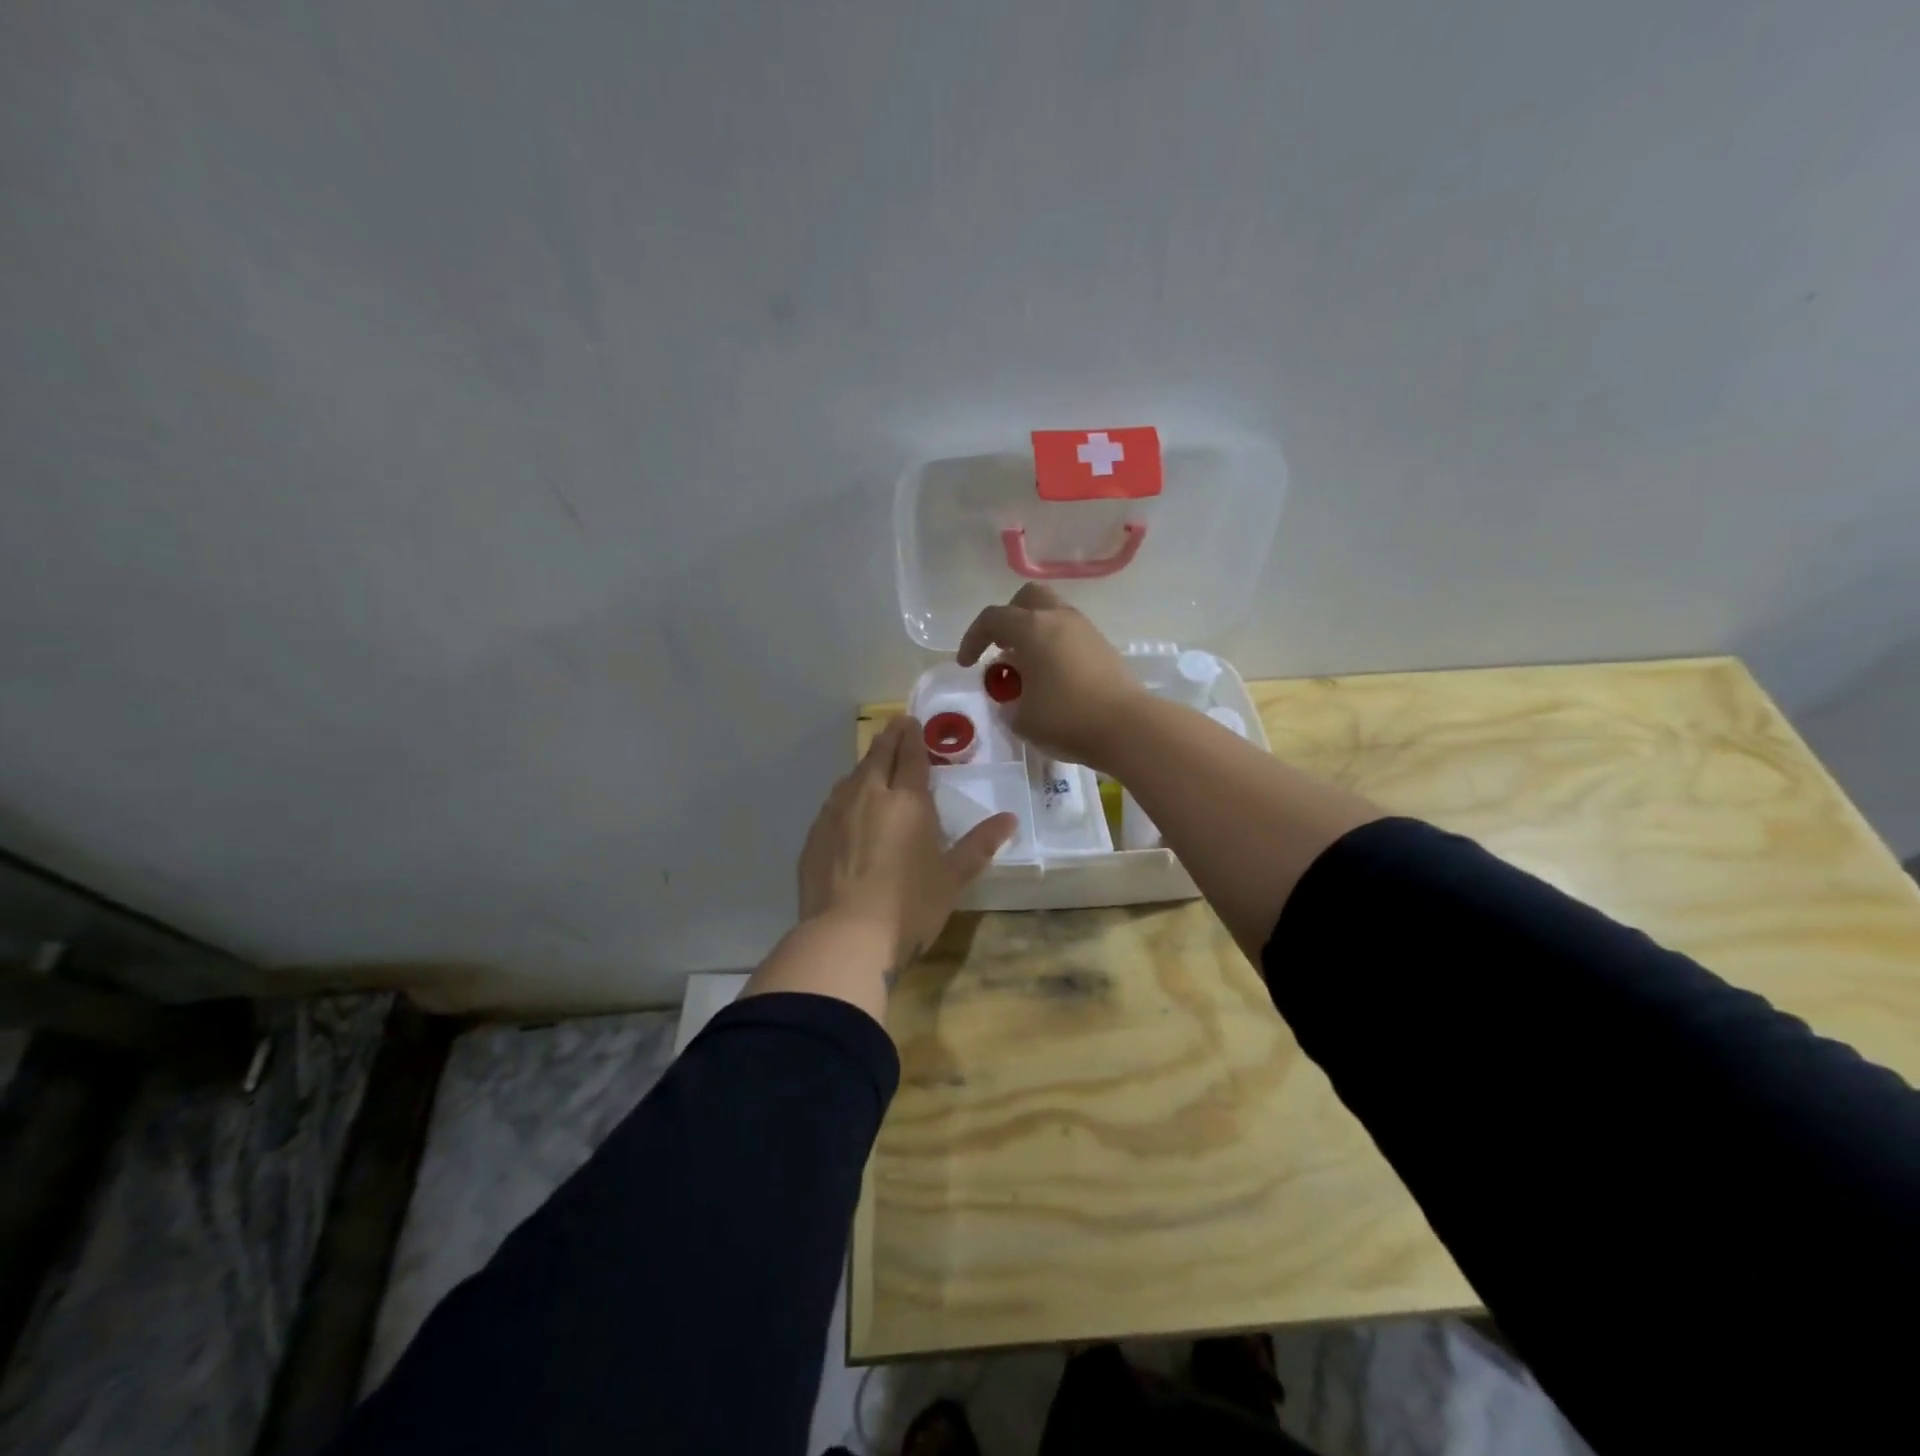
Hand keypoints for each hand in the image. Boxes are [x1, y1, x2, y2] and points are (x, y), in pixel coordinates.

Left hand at [797, 715, 1015, 972]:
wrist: (845, 936)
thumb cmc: (909, 906)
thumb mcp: (953, 878)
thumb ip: (980, 845)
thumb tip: (1010, 819)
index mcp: (907, 801)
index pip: (911, 757)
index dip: (913, 737)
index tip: (912, 721)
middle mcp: (869, 796)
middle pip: (878, 756)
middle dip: (889, 738)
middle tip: (895, 725)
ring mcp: (836, 814)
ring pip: (852, 776)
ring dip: (866, 764)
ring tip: (873, 762)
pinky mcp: (814, 836)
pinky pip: (833, 802)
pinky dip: (845, 793)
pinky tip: (847, 805)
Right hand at [956, 583, 1147, 773]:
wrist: (1128, 727)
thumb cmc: (1066, 719)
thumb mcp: (1021, 719)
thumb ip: (1009, 702)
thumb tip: (1013, 697)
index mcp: (1032, 629)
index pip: (992, 619)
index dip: (972, 639)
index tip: (966, 665)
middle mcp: (1059, 618)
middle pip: (1027, 598)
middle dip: (1008, 618)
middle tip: (1001, 648)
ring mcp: (1085, 630)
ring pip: (1052, 614)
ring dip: (1034, 633)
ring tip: (1027, 667)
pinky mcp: (1104, 646)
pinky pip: (1070, 634)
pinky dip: (1055, 646)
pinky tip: (1052, 677)